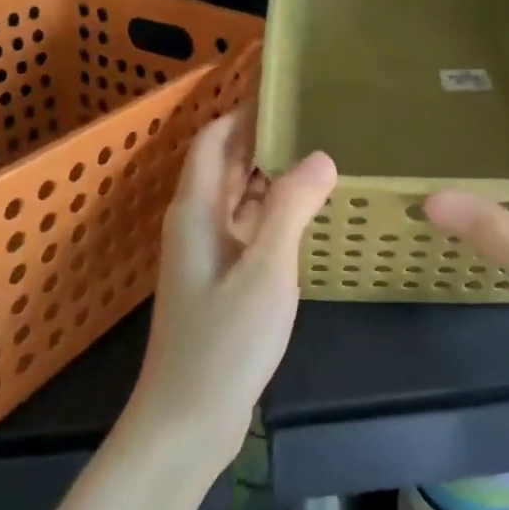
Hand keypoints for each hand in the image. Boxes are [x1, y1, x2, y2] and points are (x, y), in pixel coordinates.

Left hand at [128, 106, 337, 471]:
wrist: (187, 421)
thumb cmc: (224, 340)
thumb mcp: (266, 269)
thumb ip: (292, 207)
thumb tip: (321, 155)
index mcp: (196, 210)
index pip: (215, 139)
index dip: (243, 110)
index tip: (284, 88)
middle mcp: (197, 223)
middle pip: (227, 164)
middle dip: (263, 137)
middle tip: (315, 115)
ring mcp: (209, 254)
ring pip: (240, 197)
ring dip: (272, 174)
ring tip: (320, 151)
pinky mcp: (222, 280)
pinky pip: (249, 227)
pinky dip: (274, 210)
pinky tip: (308, 210)